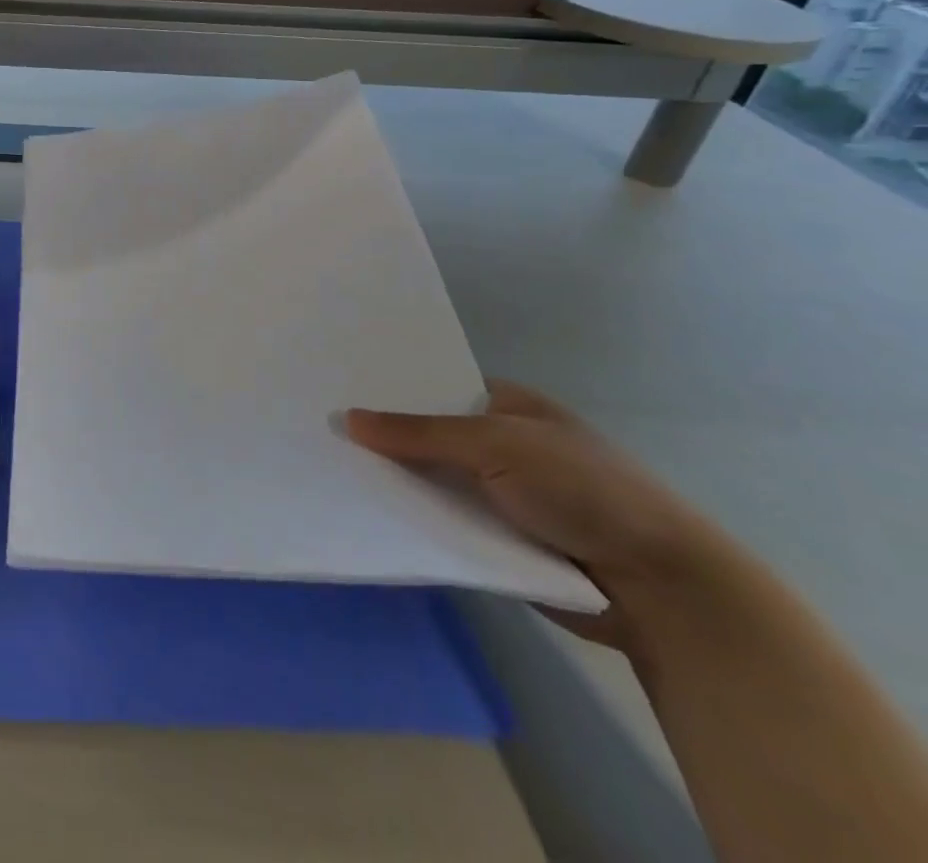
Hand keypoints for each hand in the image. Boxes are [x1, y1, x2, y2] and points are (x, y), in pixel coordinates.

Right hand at [347, 380, 728, 648]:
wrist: (661, 590)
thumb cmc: (584, 491)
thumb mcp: (496, 445)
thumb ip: (418, 432)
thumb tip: (345, 419)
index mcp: (508, 406)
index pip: (434, 386)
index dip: (388, 387)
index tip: (333, 386)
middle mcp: (500, 444)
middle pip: (426, 434)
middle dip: (382, 436)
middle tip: (317, 428)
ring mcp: (499, 493)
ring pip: (430, 480)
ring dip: (394, 480)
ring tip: (325, 467)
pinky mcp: (496, 539)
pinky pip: (442, 519)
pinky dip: (413, 517)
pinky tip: (364, 508)